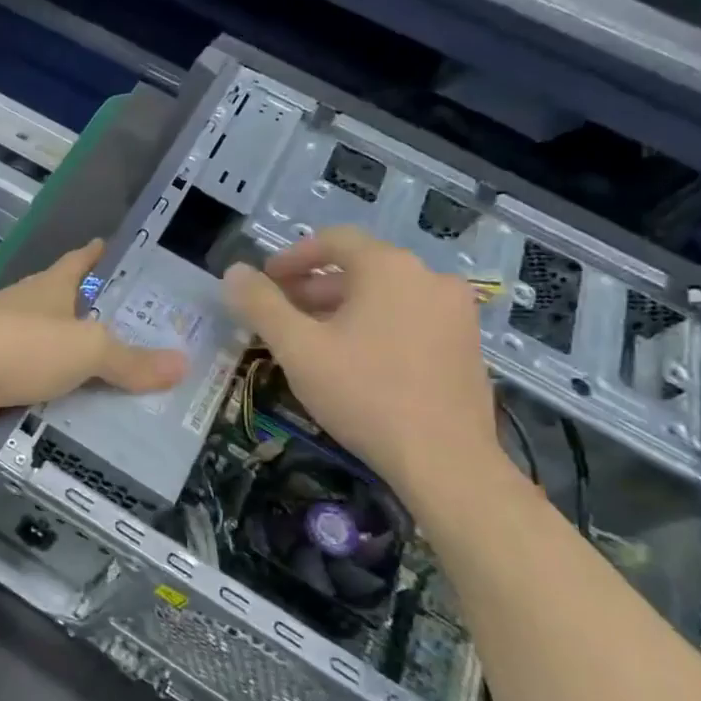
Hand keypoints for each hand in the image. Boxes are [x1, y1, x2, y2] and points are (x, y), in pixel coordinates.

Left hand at [0, 240, 186, 439]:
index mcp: (49, 289)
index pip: (78, 262)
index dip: (96, 254)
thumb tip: (183, 364)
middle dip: (98, 320)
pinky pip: (38, 391)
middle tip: (144, 336)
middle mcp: (27, 311)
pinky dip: (58, 402)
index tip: (111, 246)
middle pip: (68, 310)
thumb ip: (131, 360)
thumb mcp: (87, 349)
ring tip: (122, 385)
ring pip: (53, 355)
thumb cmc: (21, 346)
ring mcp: (6, 347)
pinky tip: (82, 419)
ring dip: (79, 367)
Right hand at [222, 227, 497, 493]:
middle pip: (359, 268)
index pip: (333, 240)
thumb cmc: (364, 394)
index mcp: (390, 268)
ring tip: (311, 342)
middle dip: (313, 288)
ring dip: (342, 309)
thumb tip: (234, 272)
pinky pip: (409, 319)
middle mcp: (430, 278)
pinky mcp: (467, 345)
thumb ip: (261, 304)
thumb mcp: (297, 348)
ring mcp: (456, 312)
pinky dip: (375, 326)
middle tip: (279, 316)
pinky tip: (354, 362)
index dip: (292, 257)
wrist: (445, 461)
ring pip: (385, 296)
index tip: (264, 282)